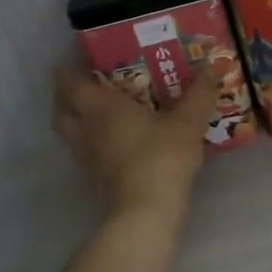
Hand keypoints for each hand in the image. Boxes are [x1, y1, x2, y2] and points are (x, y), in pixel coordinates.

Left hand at [53, 66, 217, 219]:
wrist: (147, 210)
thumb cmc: (162, 156)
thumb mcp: (188, 121)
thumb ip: (199, 93)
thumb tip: (210, 67)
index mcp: (101, 107)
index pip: (70, 83)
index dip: (67, 71)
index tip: (76, 61)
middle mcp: (86, 129)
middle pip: (61, 109)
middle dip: (67, 96)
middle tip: (86, 85)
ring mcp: (87, 157)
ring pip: (70, 132)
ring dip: (77, 120)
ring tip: (100, 112)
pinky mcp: (95, 178)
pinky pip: (85, 151)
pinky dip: (92, 141)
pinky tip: (115, 140)